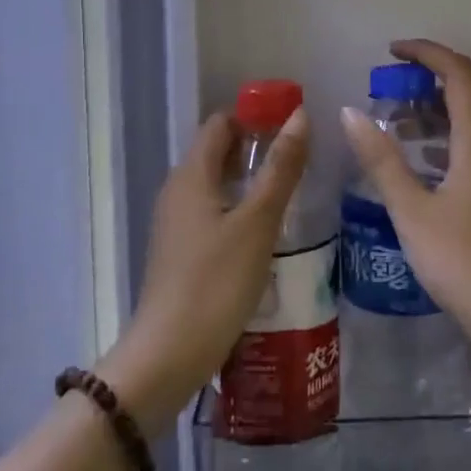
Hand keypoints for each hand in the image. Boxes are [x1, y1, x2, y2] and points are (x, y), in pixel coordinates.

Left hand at [101, 107, 308, 434]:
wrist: (169, 354)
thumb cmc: (217, 282)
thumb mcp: (258, 222)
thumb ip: (280, 168)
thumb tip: (300, 116)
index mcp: (191, 175)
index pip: (220, 123)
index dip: (255, 116)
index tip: (293, 123)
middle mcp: (178, 190)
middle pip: (217, 151)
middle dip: (257, 146)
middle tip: (301, 156)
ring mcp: (176, 222)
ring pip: (216, 183)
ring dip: (250, 179)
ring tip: (292, 188)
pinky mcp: (181, 250)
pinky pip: (213, 211)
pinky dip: (239, 207)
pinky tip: (267, 228)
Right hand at [338, 39, 470, 350]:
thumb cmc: (465, 263)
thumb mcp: (413, 212)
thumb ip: (381, 161)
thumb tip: (351, 112)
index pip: (459, 75)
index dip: (427, 53)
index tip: (391, 52)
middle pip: (464, 96)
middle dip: (423, 84)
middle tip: (382, 93)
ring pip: (464, 128)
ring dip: (428, 117)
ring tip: (389, 127)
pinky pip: (466, 153)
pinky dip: (437, 145)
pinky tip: (413, 169)